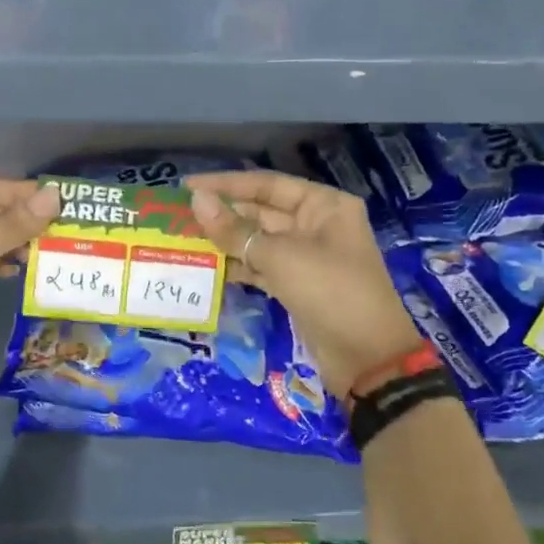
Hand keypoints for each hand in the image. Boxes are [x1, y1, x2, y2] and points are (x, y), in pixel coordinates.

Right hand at [187, 170, 425, 402]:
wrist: (367, 359)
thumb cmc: (330, 292)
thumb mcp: (280, 257)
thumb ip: (235, 230)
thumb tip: (196, 199)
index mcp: (323, 205)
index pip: (266, 184)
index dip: (225, 184)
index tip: (186, 185)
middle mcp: (316, 224)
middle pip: (261, 211)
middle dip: (223, 214)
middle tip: (177, 217)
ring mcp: (307, 256)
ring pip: (258, 241)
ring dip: (225, 241)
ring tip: (183, 240)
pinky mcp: (297, 284)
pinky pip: (261, 266)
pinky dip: (237, 266)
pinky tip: (206, 267)